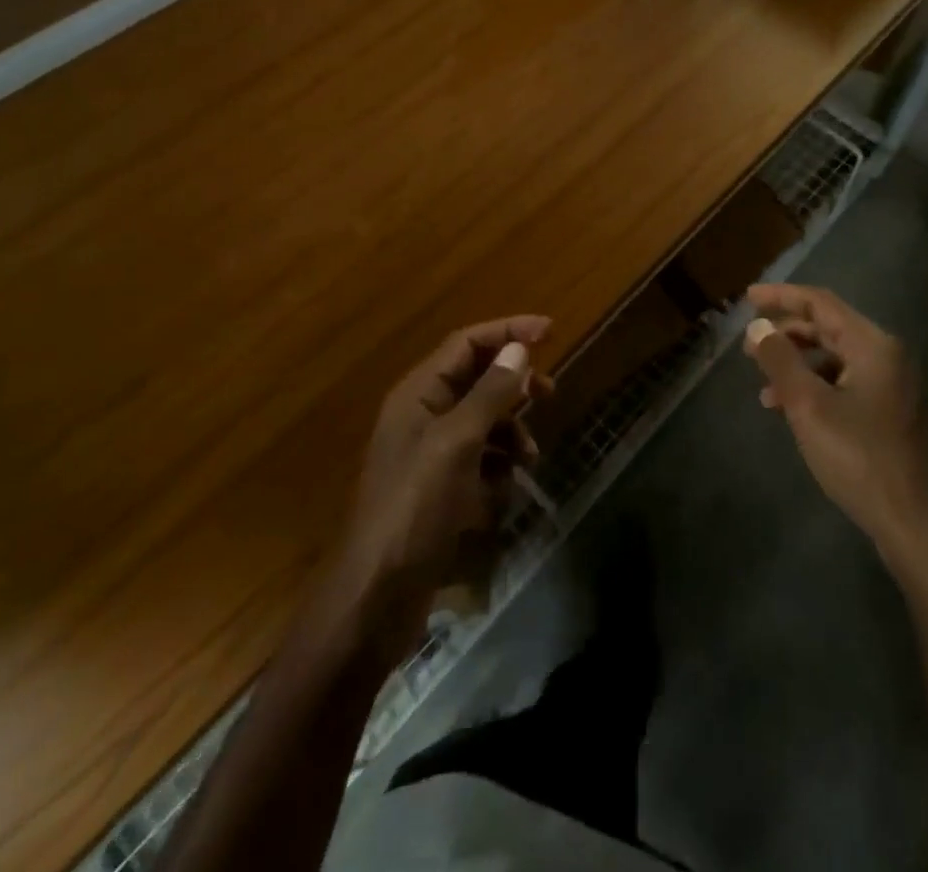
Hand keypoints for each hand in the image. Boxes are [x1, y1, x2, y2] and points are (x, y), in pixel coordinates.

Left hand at [341, 316, 551, 615]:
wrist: (377, 597)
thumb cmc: (415, 508)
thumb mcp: (457, 444)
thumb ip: (490, 394)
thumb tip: (520, 349)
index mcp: (419, 393)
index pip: (467, 342)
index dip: (508, 331)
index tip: (551, 331)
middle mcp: (423, 414)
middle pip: (477, 378)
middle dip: (514, 384)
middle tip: (550, 394)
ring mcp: (431, 453)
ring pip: (483, 420)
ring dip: (511, 430)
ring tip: (529, 457)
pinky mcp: (440, 488)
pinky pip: (480, 459)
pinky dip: (498, 465)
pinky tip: (505, 489)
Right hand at [742, 284, 927, 558]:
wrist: (916, 525)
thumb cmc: (859, 457)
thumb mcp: (808, 405)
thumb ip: (780, 360)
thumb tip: (758, 327)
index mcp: (873, 345)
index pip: (821, 303)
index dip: (782, 297)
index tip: (748, 298)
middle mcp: (887, 357)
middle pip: (829, 328)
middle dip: (787, 334)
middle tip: (750, 347)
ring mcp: (893, 387)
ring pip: (836, 359)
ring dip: (798, 365)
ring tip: (764, 387)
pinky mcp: (891, 414)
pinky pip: (846, 384)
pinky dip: (815, 388)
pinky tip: (792, 411)